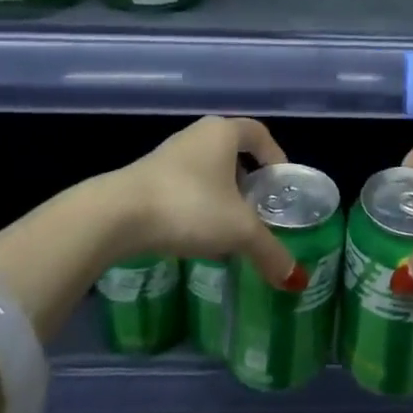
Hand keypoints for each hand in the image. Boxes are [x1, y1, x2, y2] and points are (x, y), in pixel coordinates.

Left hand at [113, 117, 305, 289]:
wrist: (116, 215)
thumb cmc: (189, 206)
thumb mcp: (238, 231)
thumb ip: (270, 251)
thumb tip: (297, 279)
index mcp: (223, 133)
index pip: (258, 133)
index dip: (275, 155)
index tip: (281, 184)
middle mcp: (196, 135)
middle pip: (232, 152)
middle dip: (248, 181)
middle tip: (258, 210)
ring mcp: (167, 155)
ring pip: (206, 171)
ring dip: (220, 196)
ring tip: (228, 229)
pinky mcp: (144, 178)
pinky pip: (183, 186)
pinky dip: (195, 206)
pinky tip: (195, 236)